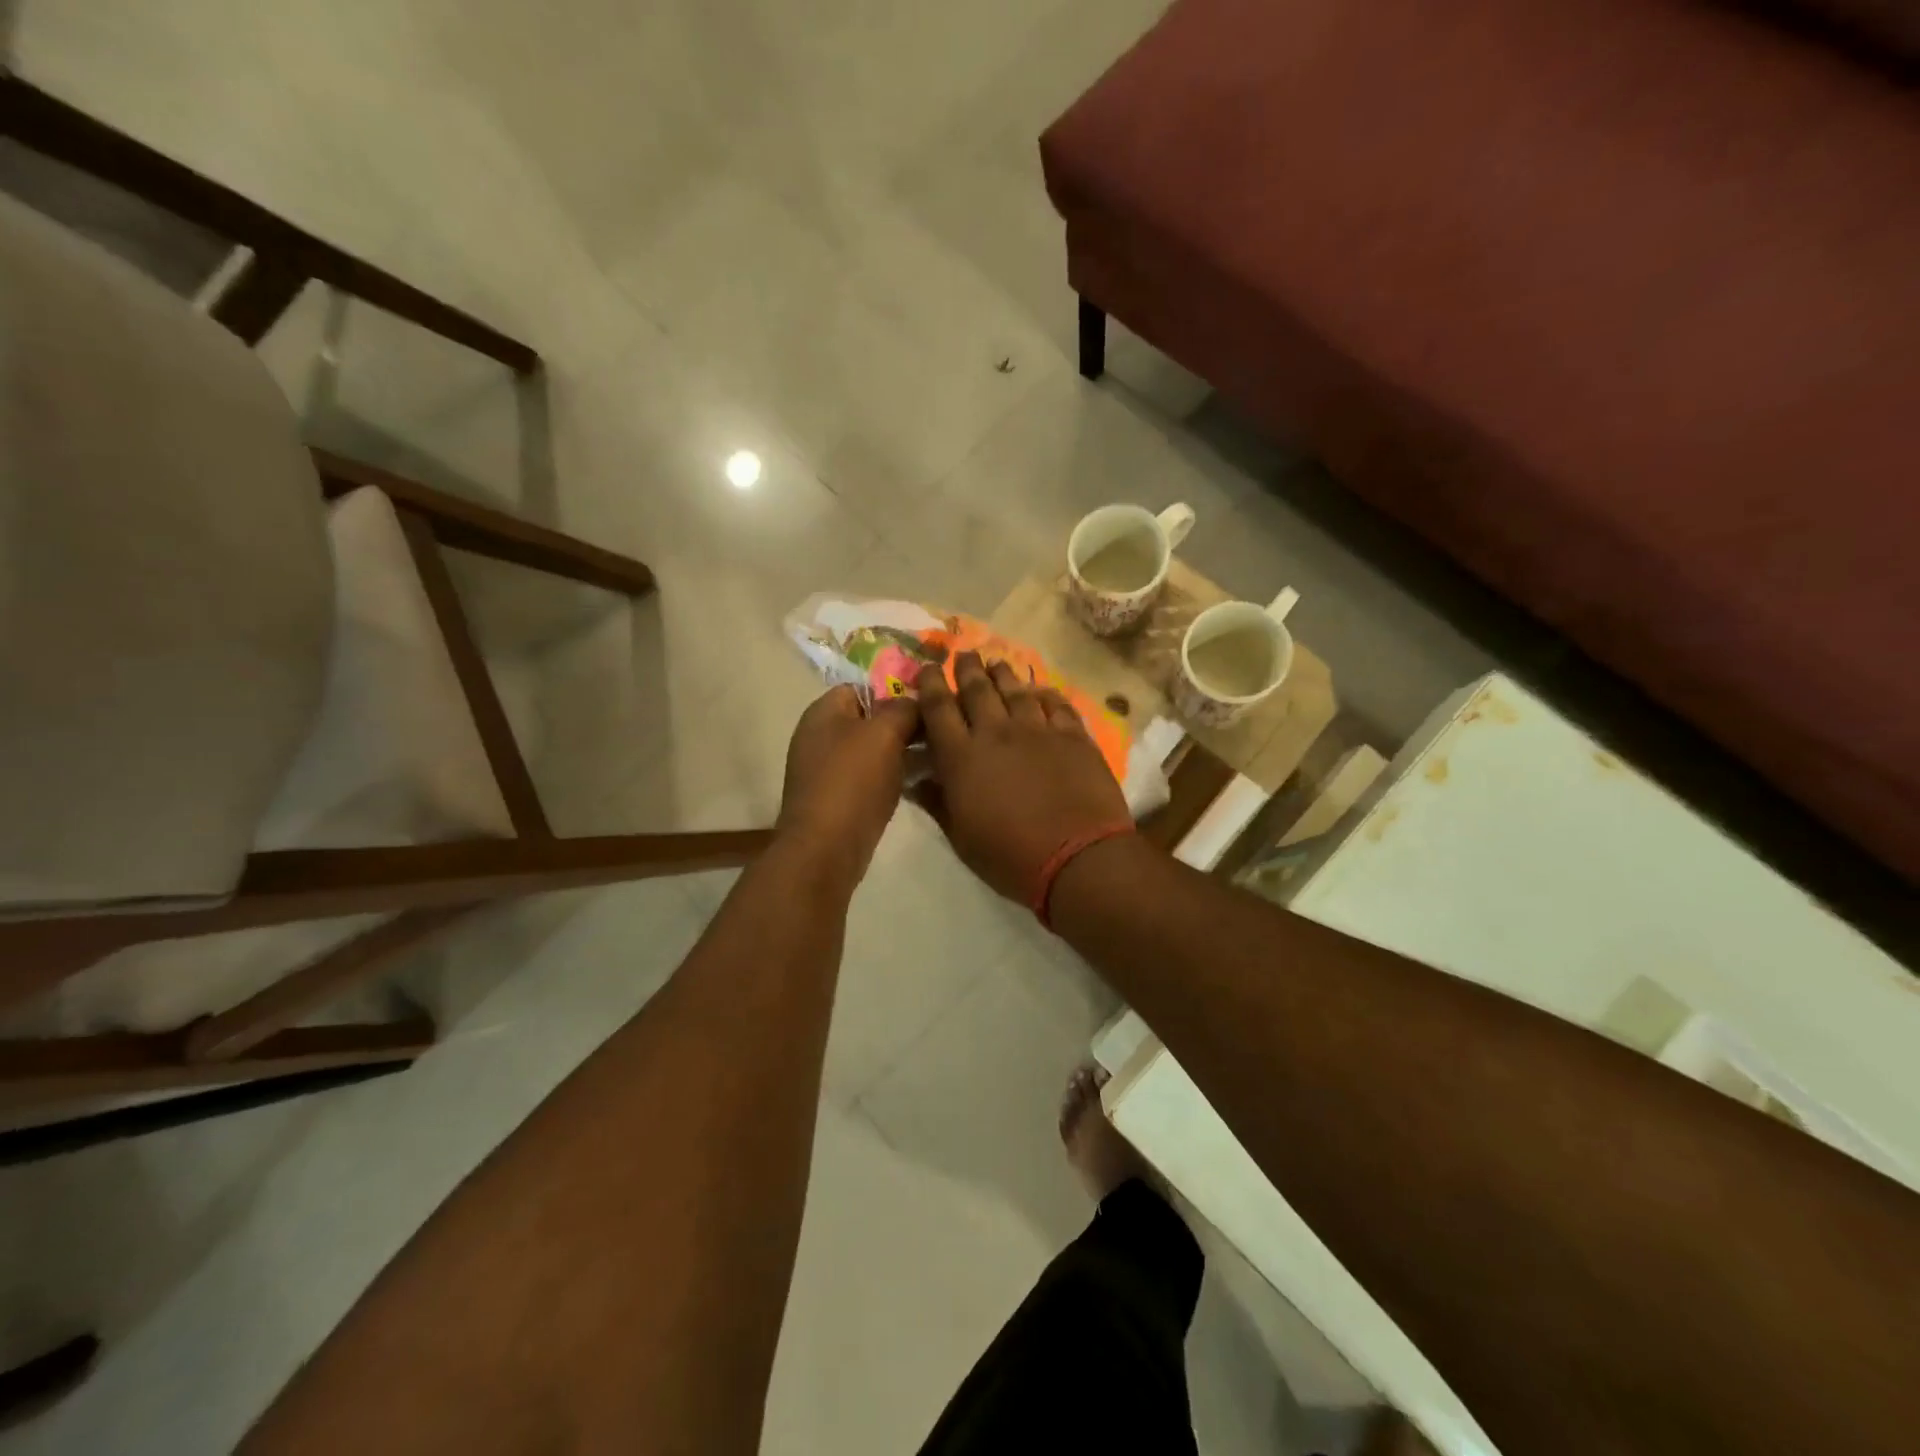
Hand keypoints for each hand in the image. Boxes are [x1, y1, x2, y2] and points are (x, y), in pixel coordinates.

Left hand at [777, 685, 919, 884]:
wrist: (826, 848)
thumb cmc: (853, 782)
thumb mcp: (885, 733)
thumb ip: (903, 709)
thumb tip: (915, 703)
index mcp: (824, 712)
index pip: (863, 686)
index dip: (895, 691)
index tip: (928, 704)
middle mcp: (821, 736)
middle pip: (869, 719)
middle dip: (903, 724)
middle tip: (939, 732)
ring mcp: (827, 770)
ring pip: (873, 750)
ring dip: (902, 753)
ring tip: (937, 757)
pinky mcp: (838, 799)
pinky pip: (870, 777)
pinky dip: (892, 777)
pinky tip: (919, 783)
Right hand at [914, 653, 1131, 903]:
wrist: (1078, 858)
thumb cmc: (1010, 856)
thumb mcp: (961, 838)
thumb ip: (938, 803)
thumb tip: (917, 781)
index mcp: (962, 757)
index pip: (938, 708)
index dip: (931, 684)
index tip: (929, 668)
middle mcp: (996, 733)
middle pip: (977, 689)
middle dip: (967, 668)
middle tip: (963, 655)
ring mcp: (1038, 730)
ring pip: (1015, 690)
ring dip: (1002, 673)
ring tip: (996, 663)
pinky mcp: (1073, 736)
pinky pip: (1056, 704)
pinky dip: (1044, 693)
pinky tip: (1040, 690)